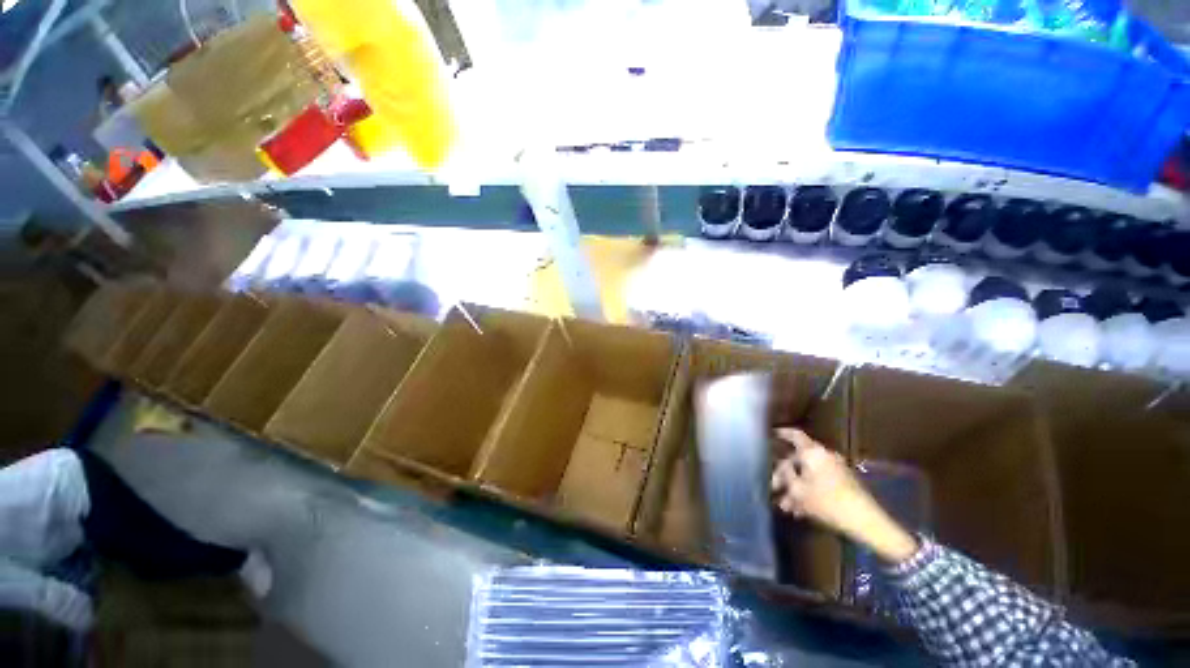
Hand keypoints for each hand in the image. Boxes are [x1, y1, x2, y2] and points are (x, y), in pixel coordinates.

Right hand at [771, 428, 918, 564]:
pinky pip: (819, 482)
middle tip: (773, 486)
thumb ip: (785, 474)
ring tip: (785, 505)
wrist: (865, 522)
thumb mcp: (798, 489)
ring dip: (795, 487)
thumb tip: (781, 466)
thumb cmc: (827, 501)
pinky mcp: (844, 484)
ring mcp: (836, 470)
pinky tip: (799, 511)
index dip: (781, 433)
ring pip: (808, 474)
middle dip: (784, 473)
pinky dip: (808, 492)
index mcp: (813, 452)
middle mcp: (824, 456)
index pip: (794, 435)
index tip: (771, 434)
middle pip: (799, 459)